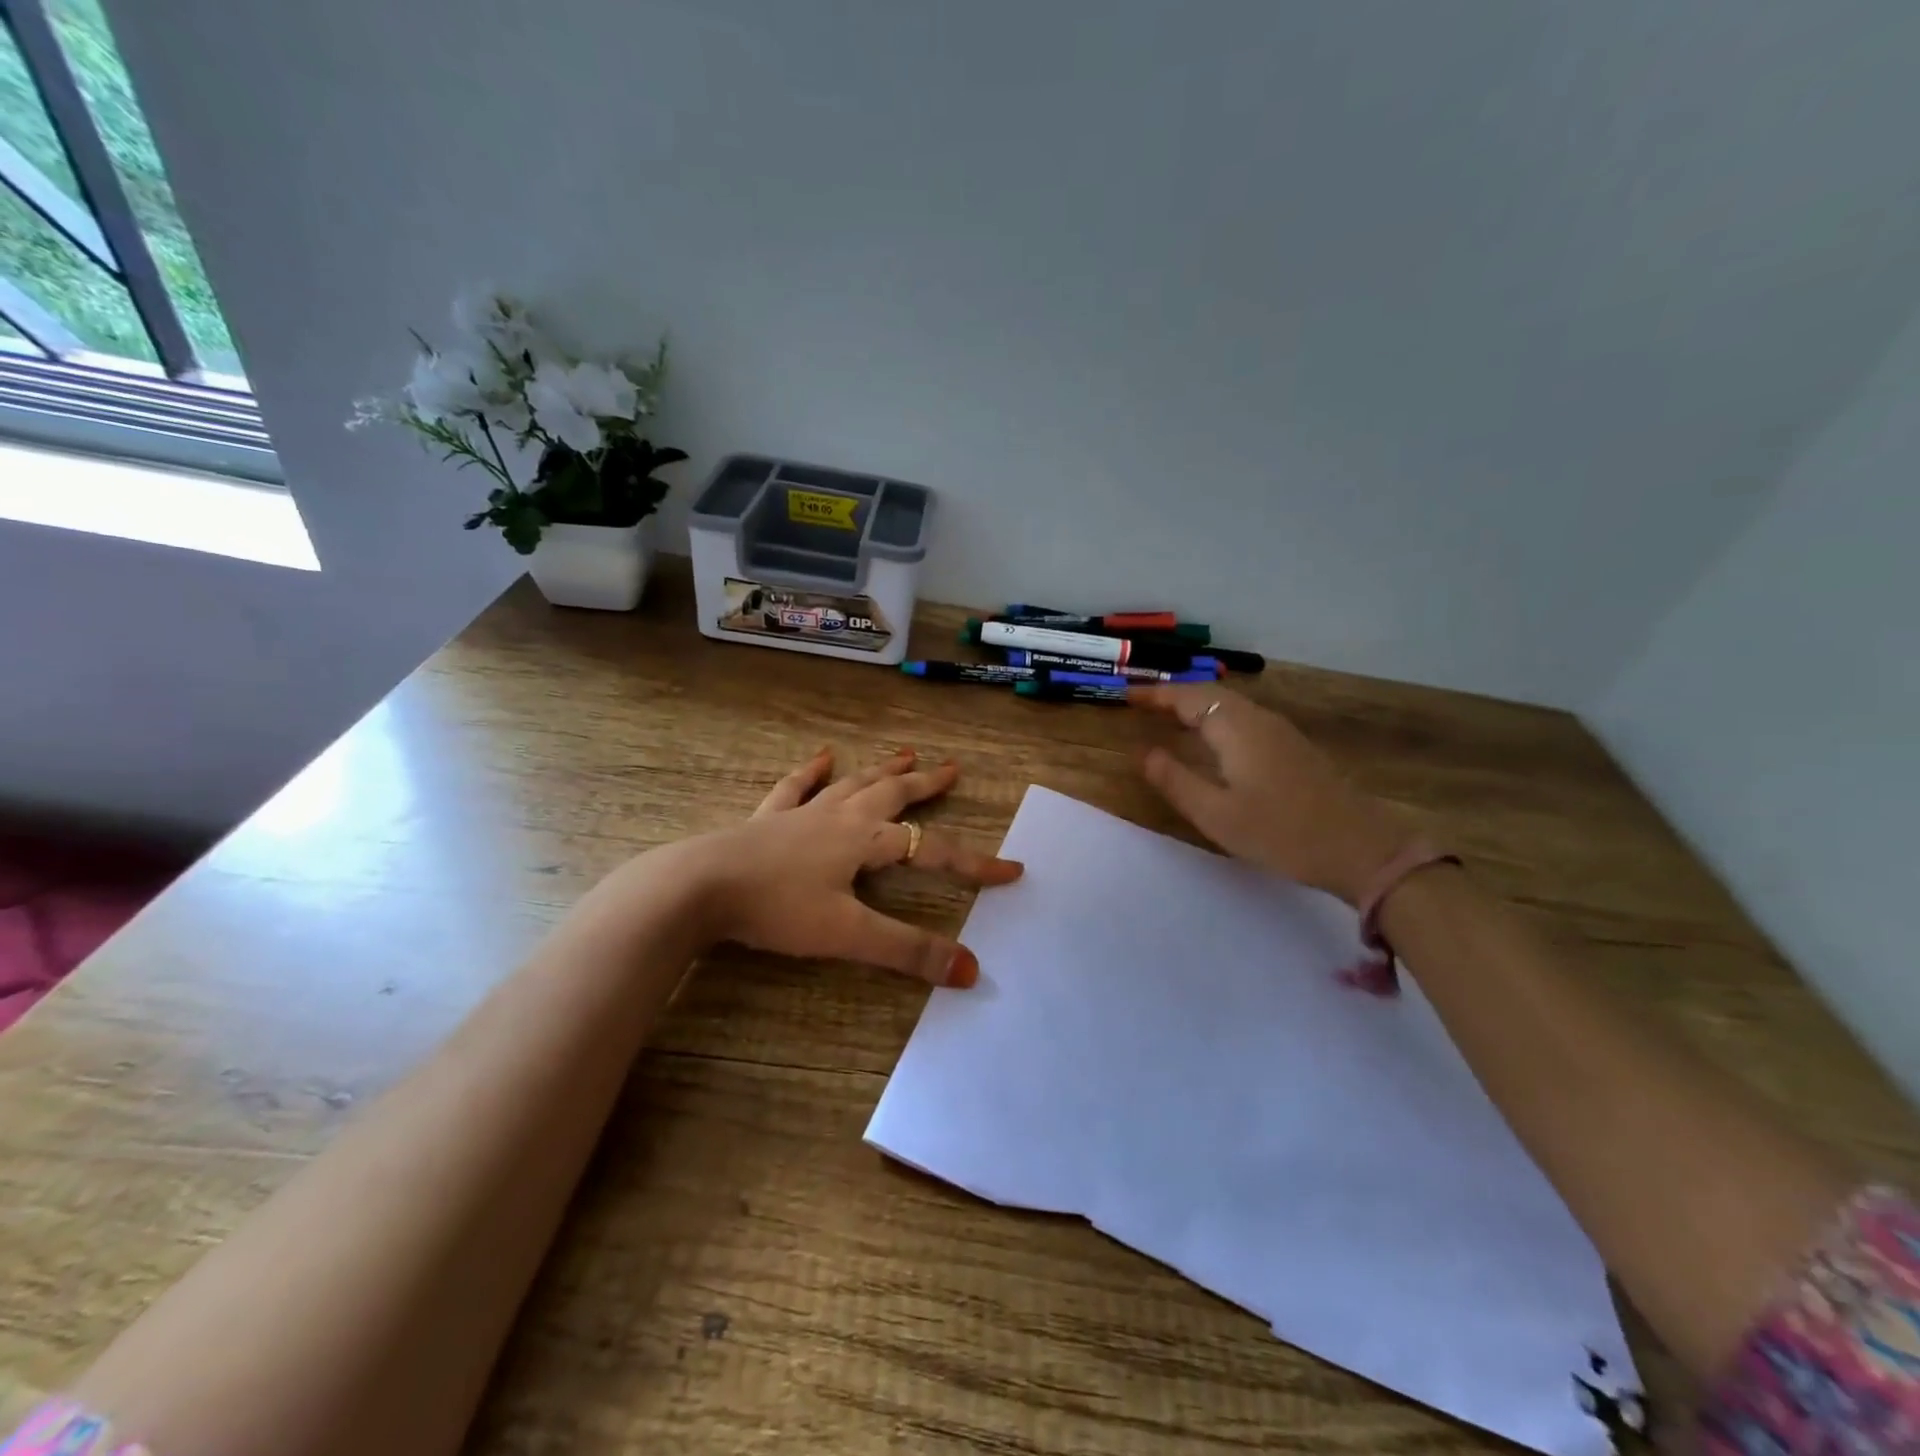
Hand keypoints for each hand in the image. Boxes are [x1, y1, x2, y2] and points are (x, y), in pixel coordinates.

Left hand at [678, 746, 1021, 986]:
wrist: (700, 886)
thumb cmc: (777, 908)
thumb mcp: (847, 935)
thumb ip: (908, 952)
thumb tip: (971, 970)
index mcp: (864, 841)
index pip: (932, 852)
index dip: (974, 863)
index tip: (1012, 870)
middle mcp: (839, 818)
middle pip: (893, 796)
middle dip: (926, 786)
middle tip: (952, 770)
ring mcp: (802, 814)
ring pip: (852, 784)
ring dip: (882, 771)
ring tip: (907, 753)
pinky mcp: (768, 819)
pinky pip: (796, 787)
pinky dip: (811, 772)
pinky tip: (821, 756)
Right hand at [1131, 684, 1410, 904]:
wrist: (1360, 850)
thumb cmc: (1280, 833)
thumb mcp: (1216, 814)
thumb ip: (1174, 780)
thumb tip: (1142, 752)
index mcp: (1236, 728)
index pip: (1187, 697)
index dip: (1155, 695)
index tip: (1126, 694)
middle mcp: (1258, 719)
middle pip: (1209, 694)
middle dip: (1173, 695)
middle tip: (1142, 704)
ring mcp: (1280, 732)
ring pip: (1229, 704)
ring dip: (1196, 704)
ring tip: (1168, 717)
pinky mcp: (1293, 748)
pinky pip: (1244, 718)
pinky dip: (1216, 718)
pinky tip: (1212, 739)